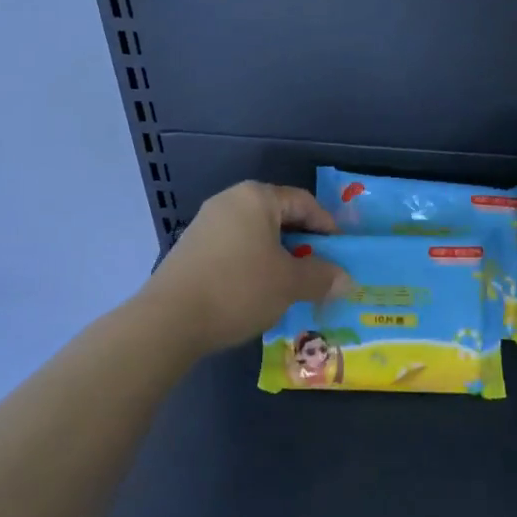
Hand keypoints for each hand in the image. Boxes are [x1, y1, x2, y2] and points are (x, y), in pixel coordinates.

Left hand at [138, 182, 350, 354]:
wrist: (170, 319)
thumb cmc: (239, 288)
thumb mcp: (290, 283)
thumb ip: (322, 277)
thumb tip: (346, 280)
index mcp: (256, 197)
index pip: (304, 202)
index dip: (327, 227)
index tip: (341, 255)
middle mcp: (230, 201)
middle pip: (279, 217)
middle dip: (303, 245)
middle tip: (320, 272)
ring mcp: (206, 224)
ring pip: (256, 236)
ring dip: (279, 258)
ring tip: (292, 287)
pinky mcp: (191, 249)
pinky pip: (235, 250)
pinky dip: (253, 266)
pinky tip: (259, 293)